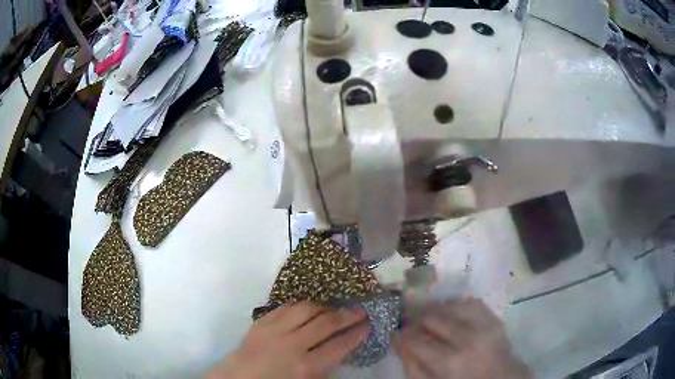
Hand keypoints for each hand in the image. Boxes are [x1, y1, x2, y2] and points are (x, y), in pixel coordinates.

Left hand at [207, 302, 369, 378]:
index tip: (367, 324)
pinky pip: (287, 306)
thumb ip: (327, 364)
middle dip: (348, 316)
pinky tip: (310, 308)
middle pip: (327, 324)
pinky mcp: (263, 321)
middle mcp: (292, 345)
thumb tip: (344, 344)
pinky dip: (302, 306)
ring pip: (307, 309)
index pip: (339, 346)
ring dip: (325, 307)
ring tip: (334, 308)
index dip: (357, 334)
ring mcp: (275, 330)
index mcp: (306, 367)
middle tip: (360, 310)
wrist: (242, 376)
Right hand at [394, 298, 530, 378]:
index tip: (399, 332)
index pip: (416, 339)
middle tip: (412, 325)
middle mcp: (467, 339)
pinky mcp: (494, 317)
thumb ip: (411, 364)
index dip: (403, 334)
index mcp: (449, 362)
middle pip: (432, 317)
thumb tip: (396, 338)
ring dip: (435, 310)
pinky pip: (470, 302)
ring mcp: (484, 325)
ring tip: (430, 319)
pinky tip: (450, 314)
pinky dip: (456, 305)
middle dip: (417, 319)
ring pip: (450, 305)